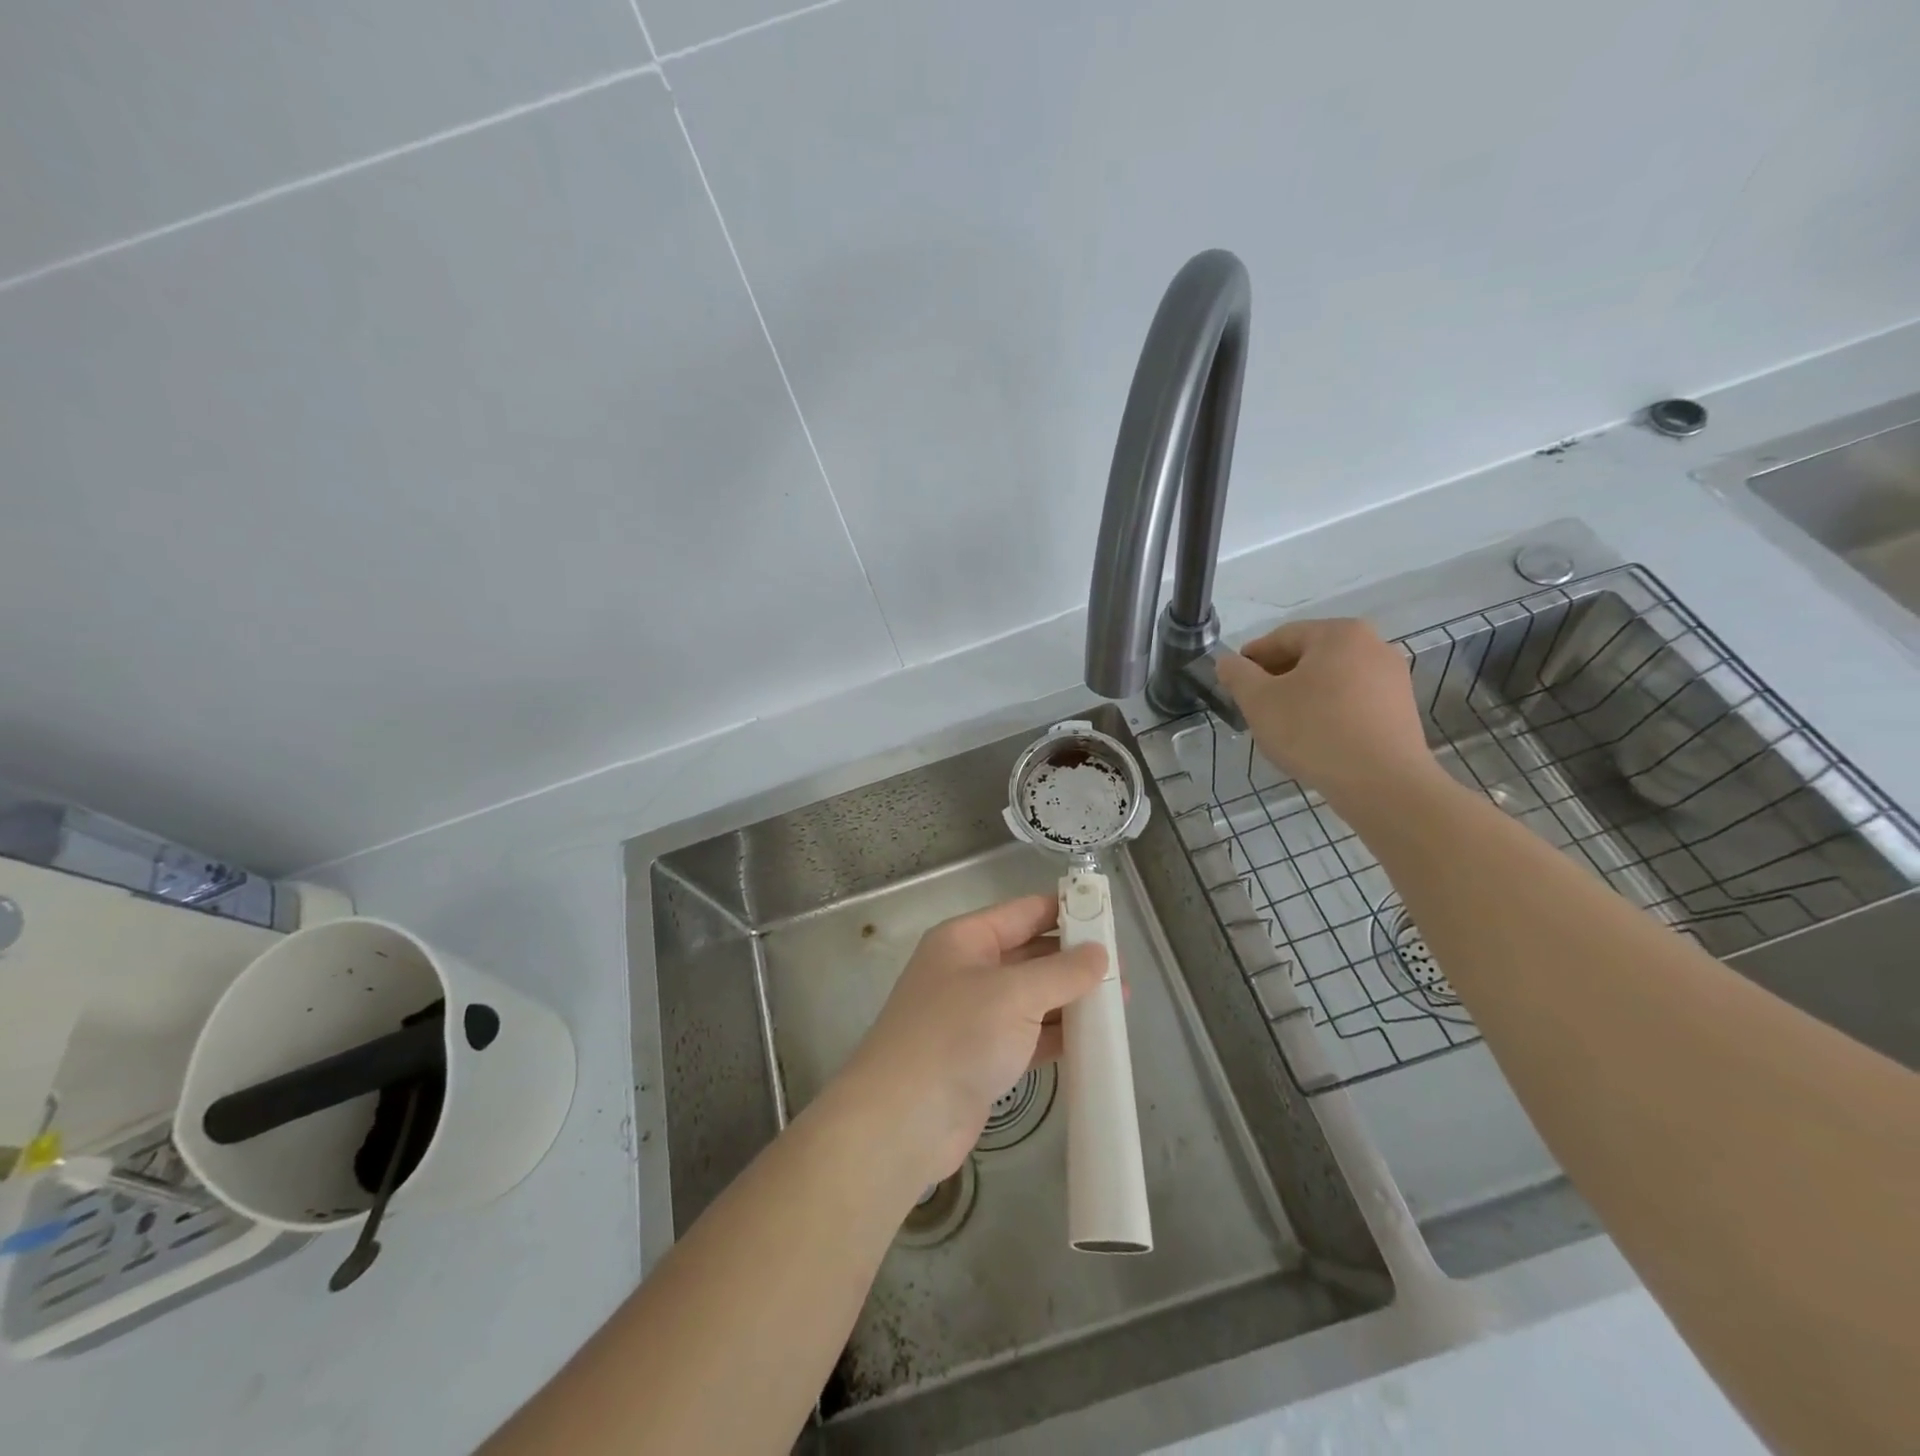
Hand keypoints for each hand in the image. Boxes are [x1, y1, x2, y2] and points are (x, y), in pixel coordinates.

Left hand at [837, 894, 1106, 1184]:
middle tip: (1123, 972)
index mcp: (966, 939)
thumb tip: (1099, 953)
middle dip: (1074, 961)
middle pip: (1030, 954)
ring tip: (1120, 1005)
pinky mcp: (983, 1057)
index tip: (1108, 917)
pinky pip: (1029, 1035)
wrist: (902, 1121)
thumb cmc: (956, 1037)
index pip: (1024, 912)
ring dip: (1071, 1001)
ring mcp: (975, 1016)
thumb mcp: (1014, 994)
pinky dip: (1058, 1036)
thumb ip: (1061, 972)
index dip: (1066, 911)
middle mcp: (969, 971)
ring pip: (1033, 998)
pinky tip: (1093, 1041)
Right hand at [1215, 618, 1439, 809]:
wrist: (1382, 783)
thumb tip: (1227, 661)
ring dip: (1303, 695)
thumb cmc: (1314, 732)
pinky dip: (1329, 710)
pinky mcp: (1402, 708)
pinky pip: (1353, 700)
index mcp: (1339, 634)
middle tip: (1254, 705)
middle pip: (1310, 656)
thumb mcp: (1259, 701)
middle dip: (1278, 677)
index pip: (1282, 637)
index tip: (1234, 681)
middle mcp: (1373, 645)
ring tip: (1283, 724)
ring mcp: (1393, 677)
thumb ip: (1237, 675)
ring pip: (1332, 679)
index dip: (1252, 658)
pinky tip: (1315, 737)